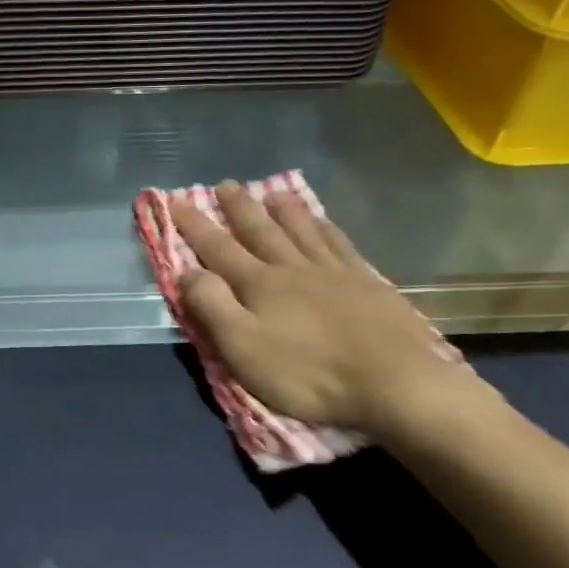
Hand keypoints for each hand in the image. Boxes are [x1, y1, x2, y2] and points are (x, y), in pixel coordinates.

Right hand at [170, 185, 491, 445]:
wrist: (393, 382)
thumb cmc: (308, 373)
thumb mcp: (244, 349)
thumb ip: (212, 307)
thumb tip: (188, 272)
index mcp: (259, 285)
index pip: (217, 249)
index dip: (194, 225)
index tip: (174, 201)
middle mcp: (293, 268)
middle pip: (260, 230)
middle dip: (238, 208)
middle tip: (225, 185)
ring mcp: (333, 271)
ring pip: (301, 229)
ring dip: (282, 209)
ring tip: (271, 191)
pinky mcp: (366, 282)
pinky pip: (338, 242)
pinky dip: (324, 227)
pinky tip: (322, 221)